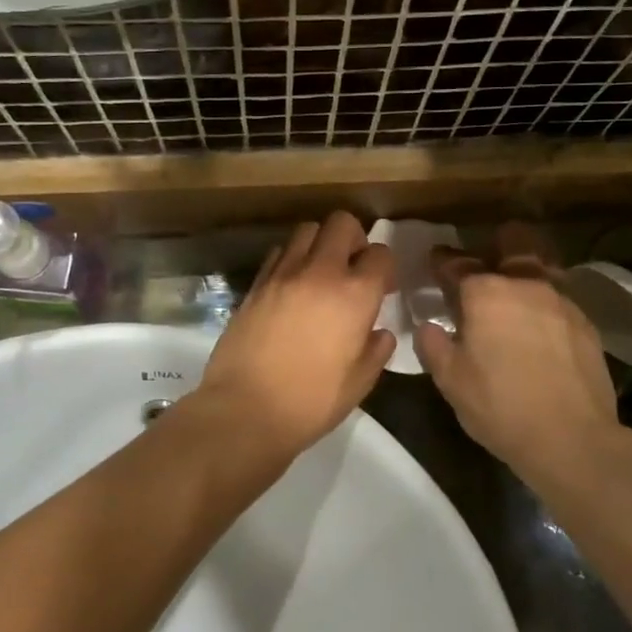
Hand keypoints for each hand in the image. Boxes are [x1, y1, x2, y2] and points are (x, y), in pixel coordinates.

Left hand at [199, 212, 395, 453]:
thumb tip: (379, 331)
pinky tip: (292, 286)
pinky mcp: (256, 283)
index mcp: (355, 294)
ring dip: (320, 243)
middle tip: (353, 267)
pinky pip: (279, 252)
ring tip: (320, 272)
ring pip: (307, 229)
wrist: (245, 409)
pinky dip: (291, 259)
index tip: (382, 287)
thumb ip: (376, 349)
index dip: (385, 267)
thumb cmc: (311, 402)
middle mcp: (320, 272)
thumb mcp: (360, 382)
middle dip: (354, 237)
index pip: (381, 253)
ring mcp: (283, 273)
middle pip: (342, 222)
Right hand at [415, 223, 622, 480]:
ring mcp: (561, 299)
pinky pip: (558, 297)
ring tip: (513, 294)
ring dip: (523, 272)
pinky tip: (539, 326)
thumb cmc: (501, 407)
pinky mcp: (585, 321)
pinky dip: (543, 302)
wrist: (573, 439)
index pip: (456, 263)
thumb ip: (433, 345)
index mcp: (486, 292)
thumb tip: (430, 326)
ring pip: (540, 266)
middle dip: (494, 245)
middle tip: (483, 267)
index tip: (435, 263)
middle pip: (512, 241)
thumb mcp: (450, 381)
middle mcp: (525, 283)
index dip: (442, 261)